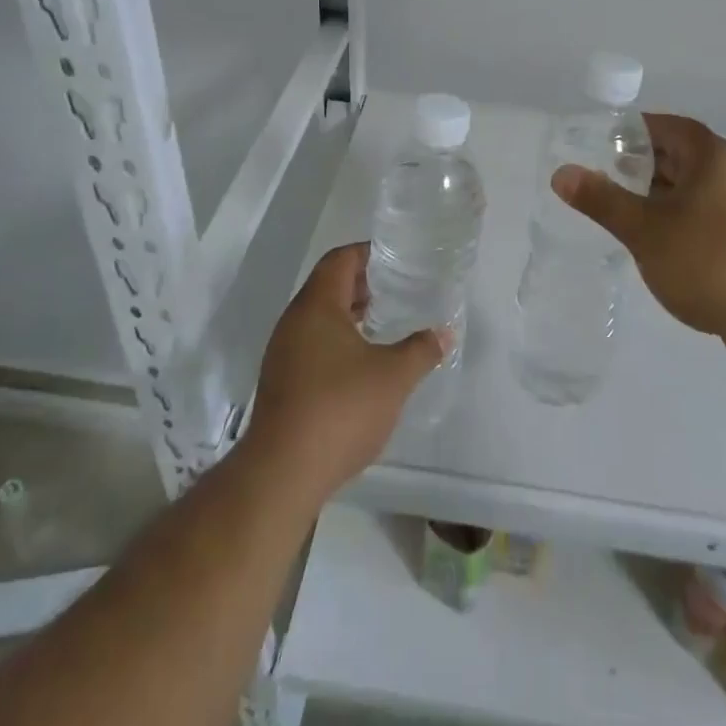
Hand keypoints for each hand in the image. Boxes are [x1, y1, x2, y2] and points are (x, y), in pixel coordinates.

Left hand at [244, 243, 450, 502]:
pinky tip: (362, 363)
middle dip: (361, 284)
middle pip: (327, 286)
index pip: (339, 260)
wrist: (283, 473)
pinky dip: (337, 341)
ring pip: (318, 318)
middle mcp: (294, 322)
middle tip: (396, 288)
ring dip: (349, 315)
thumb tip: (444, 333)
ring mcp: (283, 353)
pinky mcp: (281, 383)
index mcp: (316, 306)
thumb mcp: (393, 377)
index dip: (367, 253)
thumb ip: (421, 350)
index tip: (395, 258)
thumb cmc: (340, 408)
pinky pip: (312, 344)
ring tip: (383, 323)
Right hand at [553, 114, 725, 355]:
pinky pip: (712, 211)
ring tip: (630, 211)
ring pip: (698, 186)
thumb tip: (561, 173)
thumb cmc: (707, 262)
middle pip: (684, 155)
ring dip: (663, 193)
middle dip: (645, 164)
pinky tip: (664, 242)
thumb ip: (602, 199)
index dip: (636, 131)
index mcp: (713, 157)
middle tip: (610, 177)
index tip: (606, 144)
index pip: (670, 127)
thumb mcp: (644, 230)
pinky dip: (684, 216)